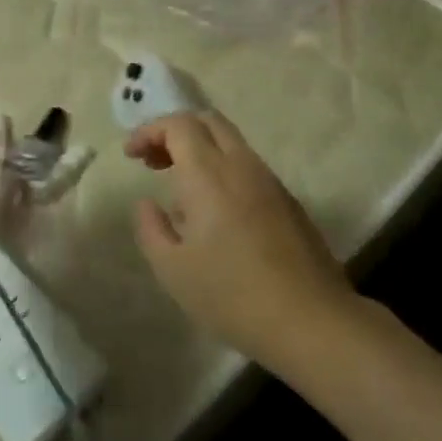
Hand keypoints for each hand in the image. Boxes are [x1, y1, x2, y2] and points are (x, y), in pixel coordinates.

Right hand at [125, 110, 352, 368]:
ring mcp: (270, 181)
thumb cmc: (232, 294)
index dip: (150, 131)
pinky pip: (248, 167)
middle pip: (208, 121)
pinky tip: (214, 212)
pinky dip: (222, 169)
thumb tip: (147, 203)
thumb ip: (151, 229)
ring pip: (231, 143)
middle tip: (154, 162)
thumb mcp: (173, 269)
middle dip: (176, 132)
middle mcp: (242, 165)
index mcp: (209, 174)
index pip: (179, 125)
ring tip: (180, 190)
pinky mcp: (288, 201)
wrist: (310, 319)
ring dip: (201, 150)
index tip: (131, 155)